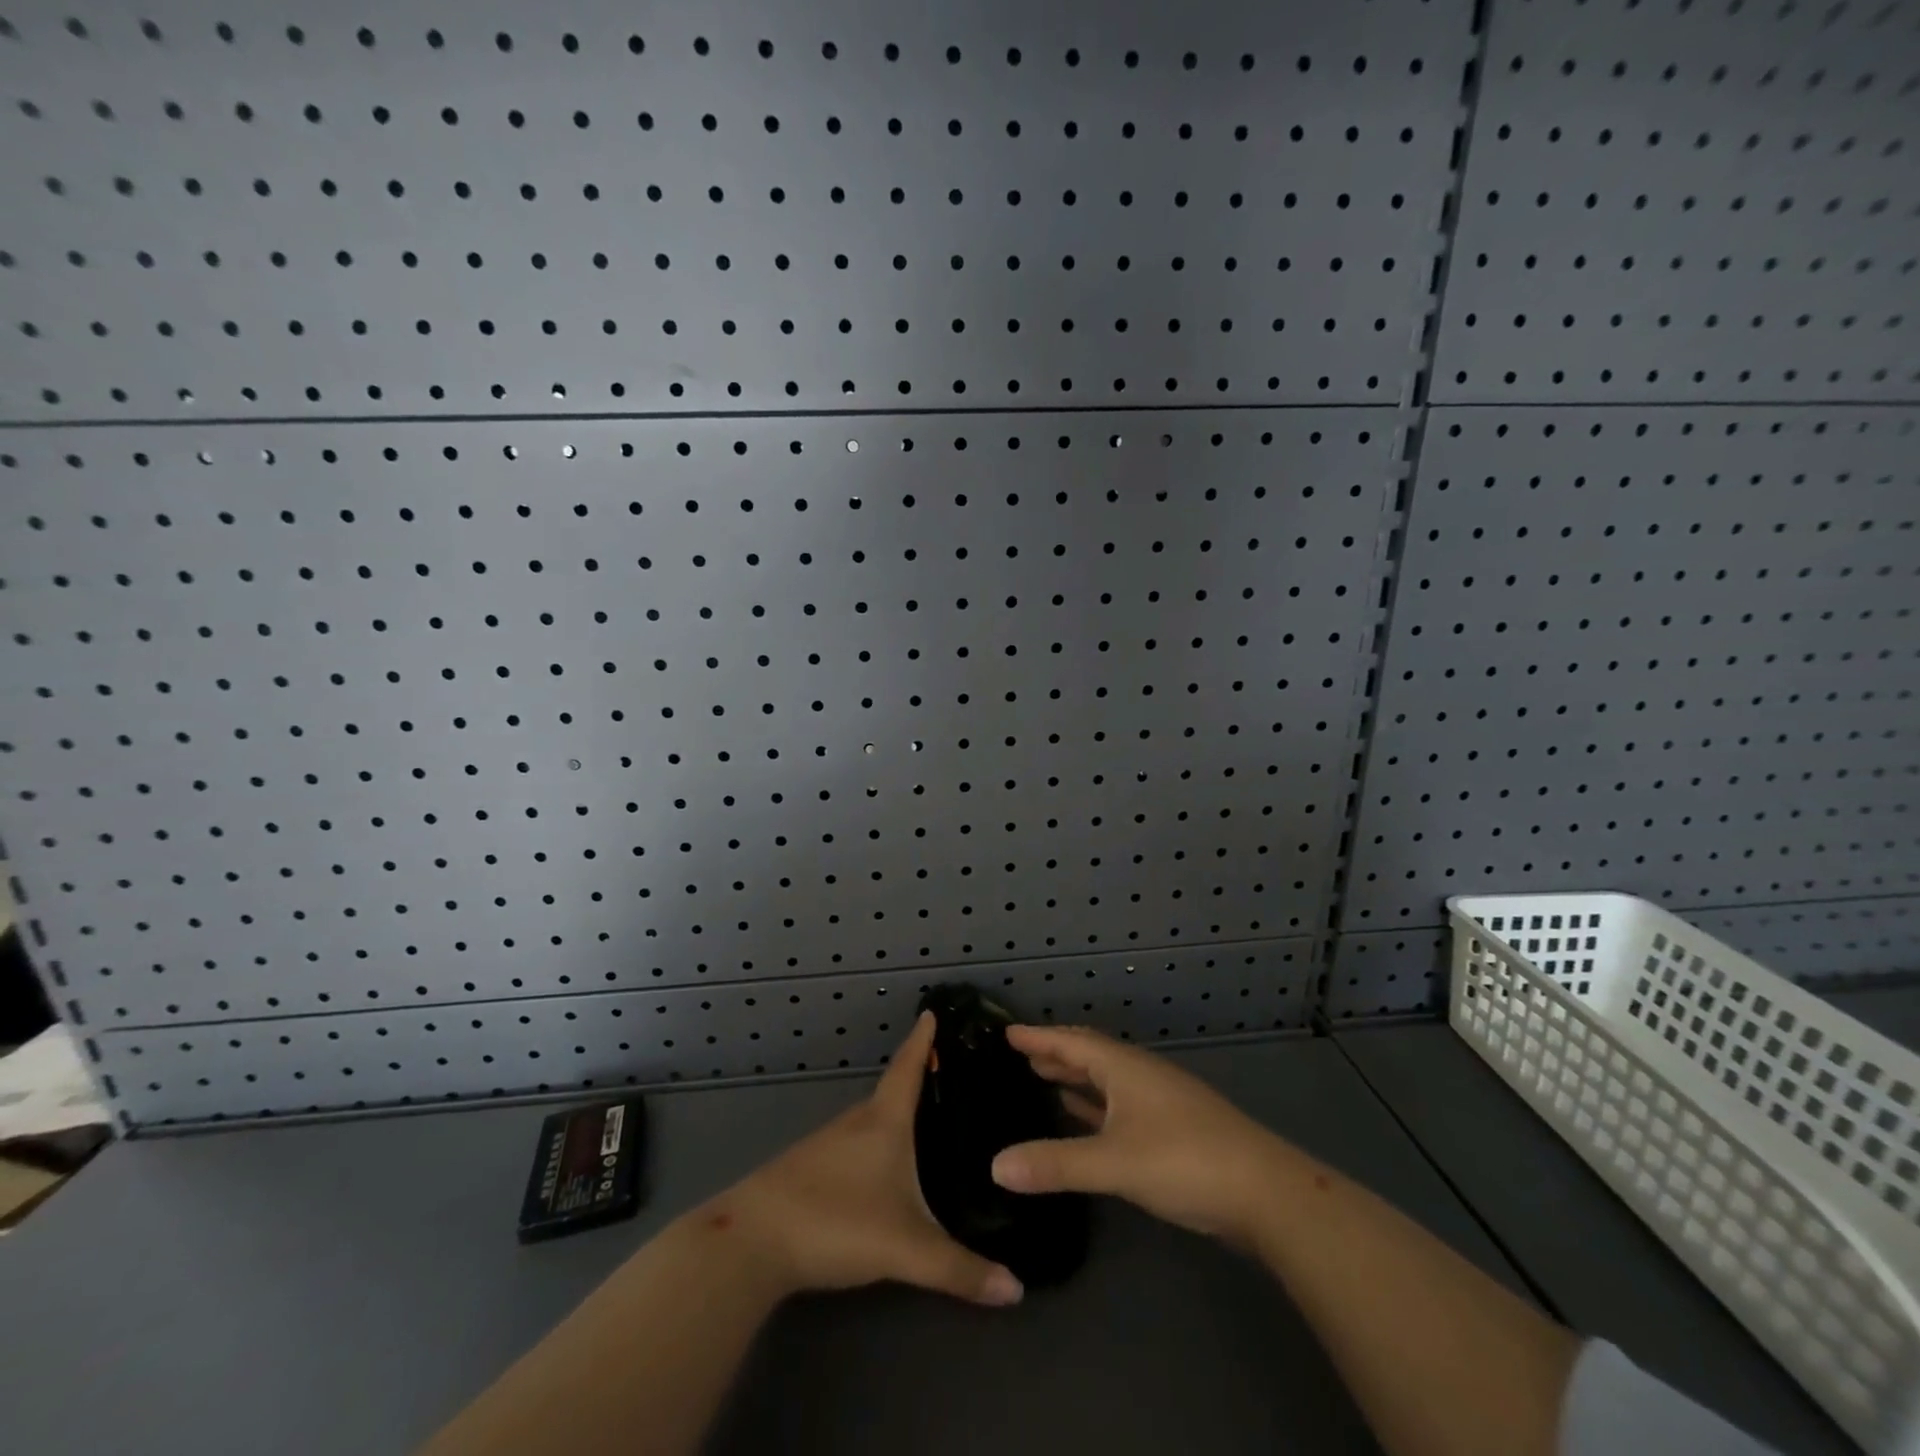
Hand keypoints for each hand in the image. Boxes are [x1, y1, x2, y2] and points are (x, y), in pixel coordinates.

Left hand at [717, 1012, 1023, 1306]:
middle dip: (919, 1080)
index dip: (923, 1040)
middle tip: (951, 1078)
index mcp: (883, 1121)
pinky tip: (883, 1168)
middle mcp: (856, 1122)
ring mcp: (828, 1144)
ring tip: (926, 1122)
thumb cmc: (835, 1221)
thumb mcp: (905, 1248)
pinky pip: (855, 1143)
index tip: (933, 1011)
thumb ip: (959, 1270)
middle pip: (892, 1091)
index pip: (908, 1067)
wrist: (750, 1241)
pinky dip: (876, 1142)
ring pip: (872, 1120)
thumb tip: (1016, 1290)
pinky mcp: (808, 1169)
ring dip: (897, 1114)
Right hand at [989, 1024, 1284, 1245]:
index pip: (1072, 1042)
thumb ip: (1055, 1164)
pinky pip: (1120, 1105)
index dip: (1039, 1037)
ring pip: (1106, 1080)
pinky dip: (1095, 1106)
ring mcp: (1159, 1101)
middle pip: (1090, 1054)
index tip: (1007, 1030)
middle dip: (1055, 1052)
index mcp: (1124, 1068)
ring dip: (1075, 1078)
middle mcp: (1140, 1075)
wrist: (1265, 1192)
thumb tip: (995, 1165)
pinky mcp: (1172, 1129)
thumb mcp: (1114, 1162)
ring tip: (1043, 1078)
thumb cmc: (1185, 1161)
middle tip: (1020, 1053)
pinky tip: (1083, 1117)